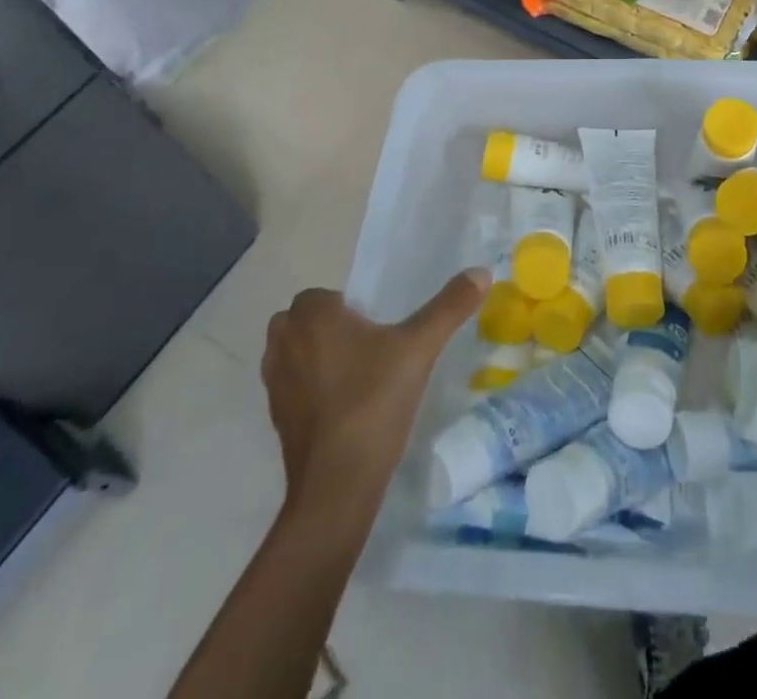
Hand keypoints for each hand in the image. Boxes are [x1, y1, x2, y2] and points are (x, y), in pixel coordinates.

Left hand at [261, 270, 486, 502]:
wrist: (337, 485)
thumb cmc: (374, 401)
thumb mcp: (420, 348)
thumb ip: (449, 307)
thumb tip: (481, 271)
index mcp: (312, 317)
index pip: (321, 294)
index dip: (347, 306)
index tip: (376, 326)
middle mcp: (284, 343)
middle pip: (302, 322)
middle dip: (327, 328)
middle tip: (368, 346)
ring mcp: (275, 384)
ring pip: (292, 354)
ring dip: (315, 357)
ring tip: (357, 375)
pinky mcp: (276, 420)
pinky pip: (292, 389)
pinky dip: (311, 390)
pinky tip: (344, 407)